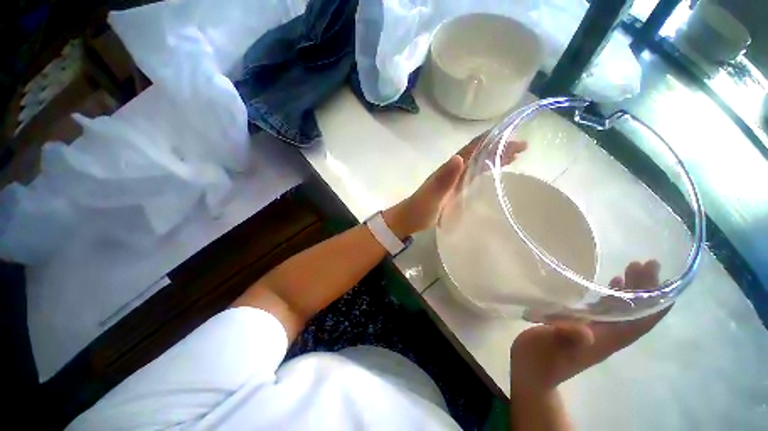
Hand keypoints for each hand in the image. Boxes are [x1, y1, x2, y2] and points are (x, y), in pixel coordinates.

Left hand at [383, 132, 526, 237]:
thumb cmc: (420, 209)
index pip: (472, 149)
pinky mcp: (455, 190)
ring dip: (495, 158)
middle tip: (523, 147)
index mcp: (449, 169)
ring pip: (477, 164)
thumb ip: (444, 178)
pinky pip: (473, 176)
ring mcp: (454, 180)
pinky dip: (486, 171)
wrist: (409, 219)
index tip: (511, 135)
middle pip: (478, 154)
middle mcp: (453, 171)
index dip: (491, 140)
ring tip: (516, 156)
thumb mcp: (432, 195)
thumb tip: (459, 157)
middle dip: (499, 148)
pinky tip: (495, 173)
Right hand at [510, 260, 668, 392]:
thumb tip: (585, 331)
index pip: (640, 322)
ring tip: (634, 267)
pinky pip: (607, 309)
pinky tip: (613, 283)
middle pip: (636, 312)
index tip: (665, 280)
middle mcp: (608, 334)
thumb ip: (566, 338)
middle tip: (648, 263)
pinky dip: (614, 295)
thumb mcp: (549, 347)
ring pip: (624, 309)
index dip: (656, 304)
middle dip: (646, 289)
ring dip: (633, 290)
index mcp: (606, 339)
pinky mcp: (583, 326)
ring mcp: (596, 330)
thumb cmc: (540, 359)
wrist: (532, 372)